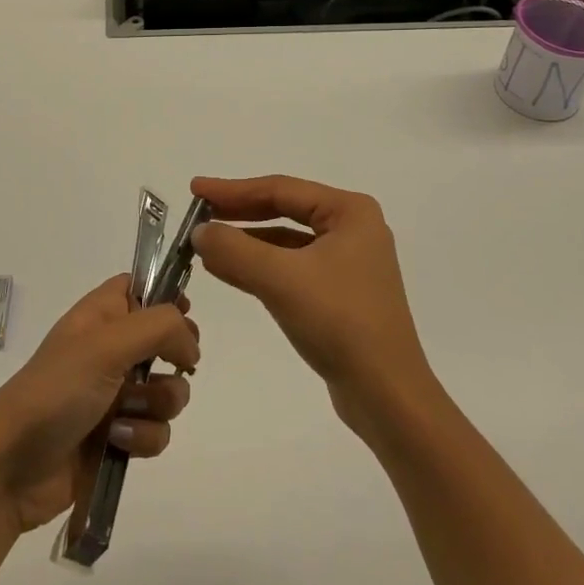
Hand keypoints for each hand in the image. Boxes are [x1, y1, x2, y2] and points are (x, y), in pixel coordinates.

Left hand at [0, 275, 199, 535]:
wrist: (11, 468)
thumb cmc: (56, 391)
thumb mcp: (106, 345)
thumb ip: (159, 328)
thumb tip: (191, 345)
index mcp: (101, 315)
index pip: (141, 286)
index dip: (166, 295)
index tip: (184, 313)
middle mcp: (110, 349)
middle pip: (167, 340)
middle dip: (175, 358)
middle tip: (170, 365)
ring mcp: (115, 395)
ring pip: (169, 390)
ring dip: (157, 404)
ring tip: (126, 413)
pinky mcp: (119, 437)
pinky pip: (157, 431)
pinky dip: (142, 437)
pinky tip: (117, 442)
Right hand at [190, 175, 434, 433]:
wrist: (387, 395)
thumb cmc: (339, 323)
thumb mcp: (280, 279)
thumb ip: (234, 249)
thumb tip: (199, 232)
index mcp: (350, 212)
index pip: (281, 189)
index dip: (233, 189)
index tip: (196, 190)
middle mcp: (353, 229)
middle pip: (285, 210)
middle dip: (239, 213)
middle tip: (198, 213)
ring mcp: (349, 262)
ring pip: (286, 241)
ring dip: (246, 242)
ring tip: (205, 244)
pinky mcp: (341, 294)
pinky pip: (292, 267)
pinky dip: (261, 266)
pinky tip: (230, 271)